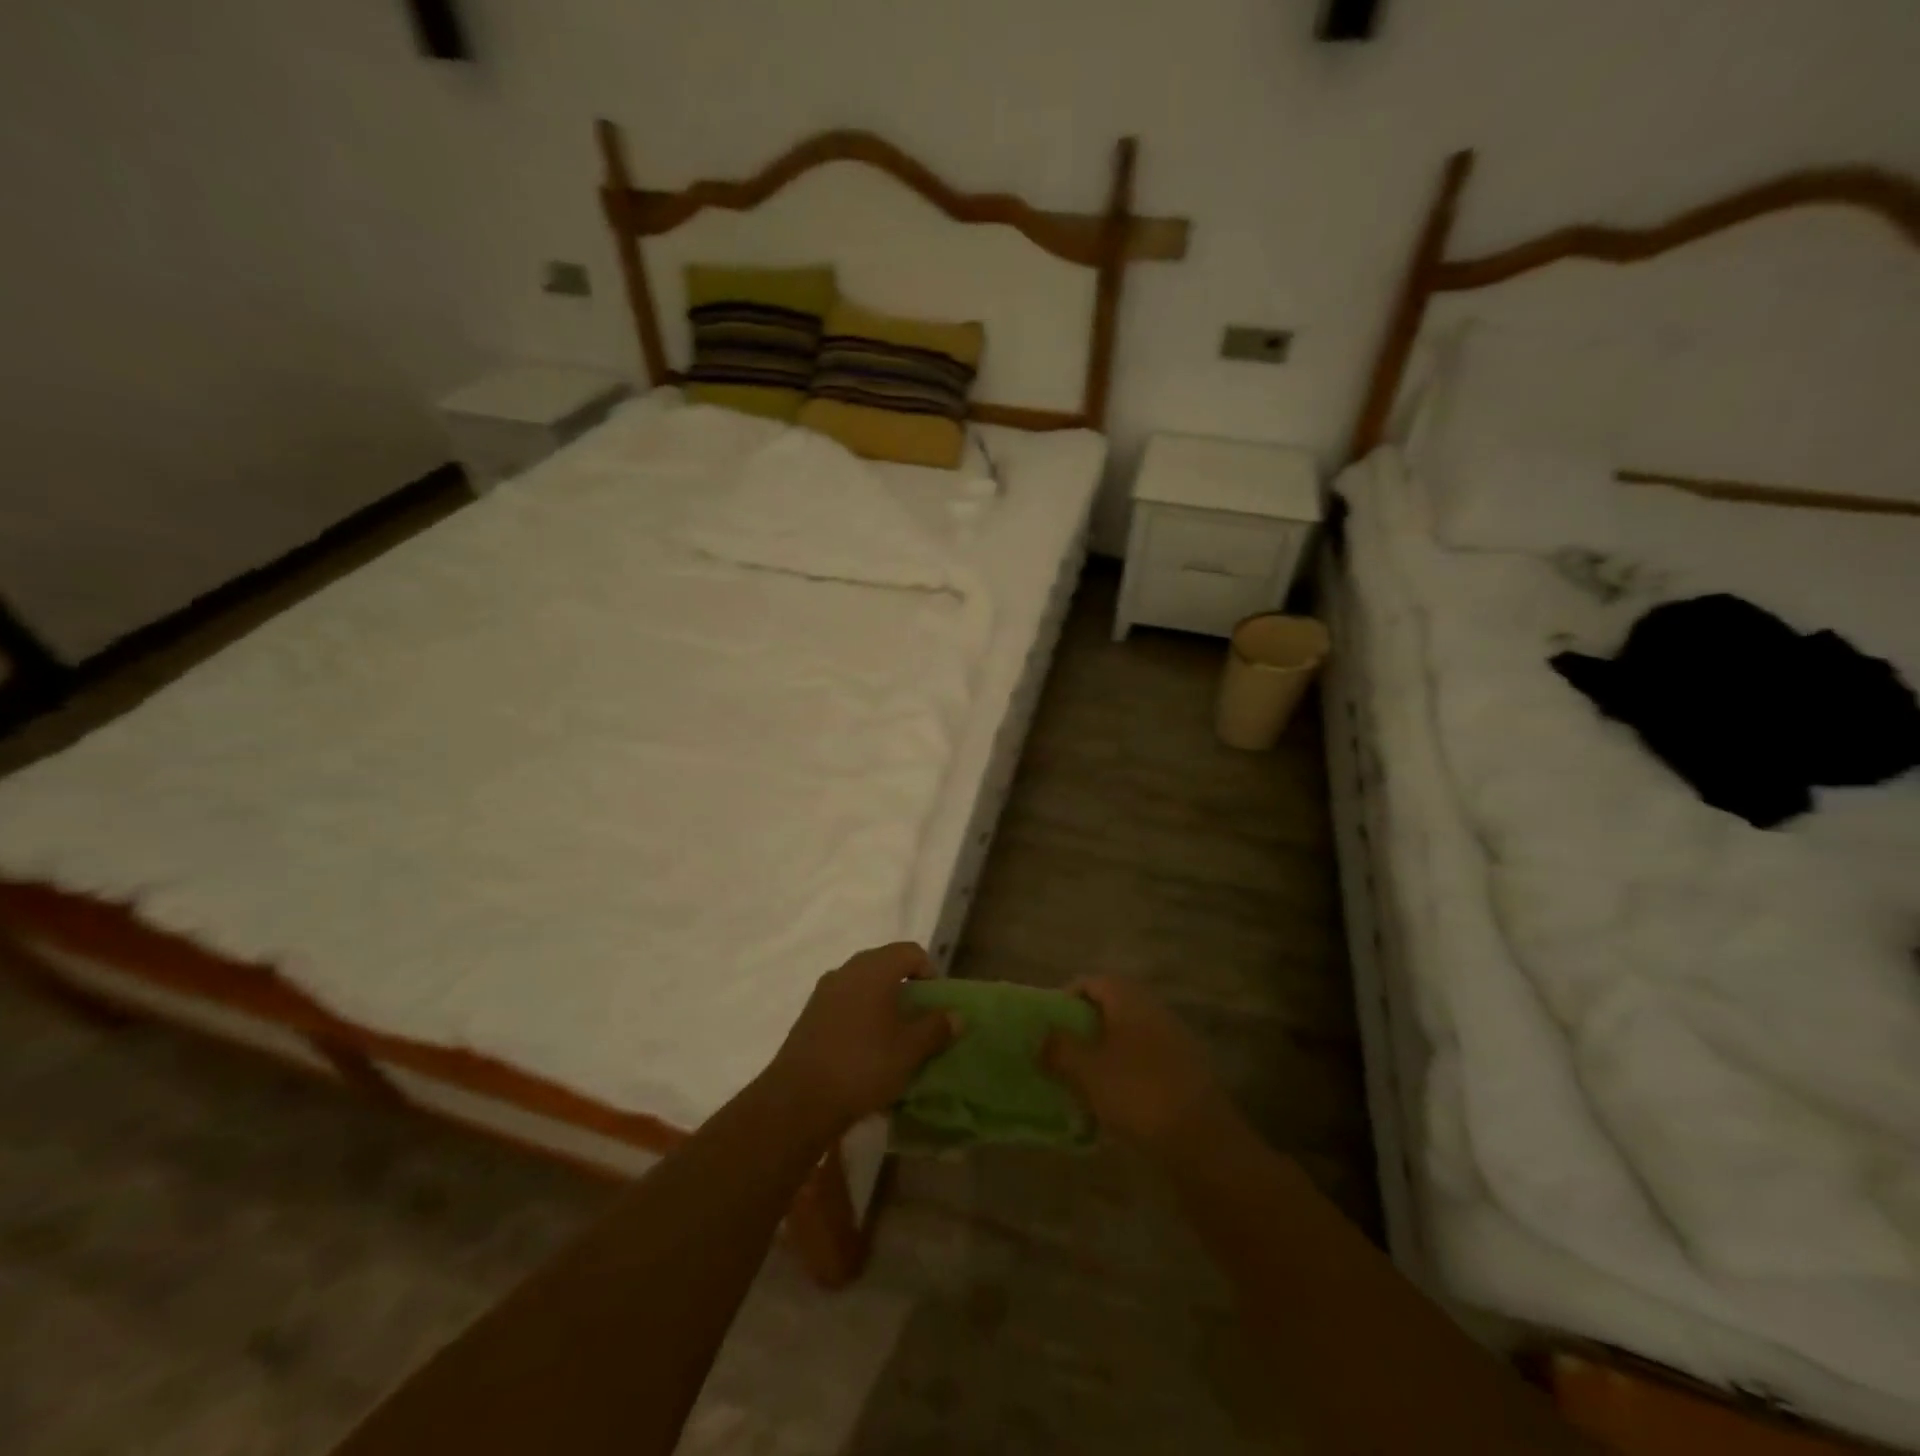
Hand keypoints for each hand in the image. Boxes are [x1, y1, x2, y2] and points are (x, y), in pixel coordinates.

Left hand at [767, 942, 954, 1132]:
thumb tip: (956, 1015)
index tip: (936, 1003)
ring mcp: (823, 992)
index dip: (929, 972)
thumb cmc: (863, 1066)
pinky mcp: (809, 1015)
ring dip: (881, 1003)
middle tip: (918, 1020)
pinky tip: (864, 1050)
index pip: (910, 951)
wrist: (798, 1100)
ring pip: (862, 985)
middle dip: (905, 988)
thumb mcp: (909, 1051)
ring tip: (892, 1037)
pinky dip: (860, 1017)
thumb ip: (936, 1028)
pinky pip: (844, 1004)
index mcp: (874, 968)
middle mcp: (847, 970)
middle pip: (884, 965)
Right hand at [1044, 977, 1236, 1153]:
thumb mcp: (1086, 1070)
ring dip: (1106, 1053)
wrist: (1202, 1141)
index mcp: (1130, 999)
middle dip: (1086, 1028)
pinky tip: (1117, 1104)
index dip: (1067, 998)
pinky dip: (1128, 1074)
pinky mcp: (1187, 1072)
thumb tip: (1041, 1037)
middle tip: (1064, 1055)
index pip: (1092, 982)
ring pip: (1130, 1036)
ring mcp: (1175, 1040)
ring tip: (1085, 1083)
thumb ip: (1059, 1048)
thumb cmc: (1137, 1093)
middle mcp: (1154, 1010)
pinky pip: (1147, 1061)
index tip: (1049, 1026)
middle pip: (1112, 1008)